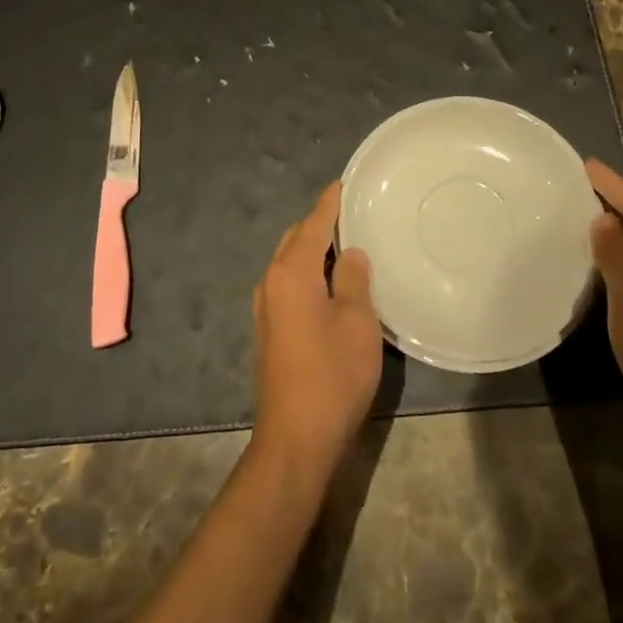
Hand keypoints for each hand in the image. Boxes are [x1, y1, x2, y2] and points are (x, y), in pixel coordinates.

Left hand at [250, 183, 381, 480]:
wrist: (296, 439)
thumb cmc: (332, 374)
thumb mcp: (357, 322)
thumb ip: (353, 279)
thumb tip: (349, 253)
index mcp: (291, 272)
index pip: (312, 224)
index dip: (329, 203)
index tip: (343, 184)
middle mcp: (271, 282)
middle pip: (295, 240)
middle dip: (318, 224)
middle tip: (351, 214)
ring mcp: (265, 308)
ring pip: (289, 263)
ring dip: (312, 250)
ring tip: (344, 244)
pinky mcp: (269, 331)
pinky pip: (288, 284)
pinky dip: (307, 273)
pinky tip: (328, 283)